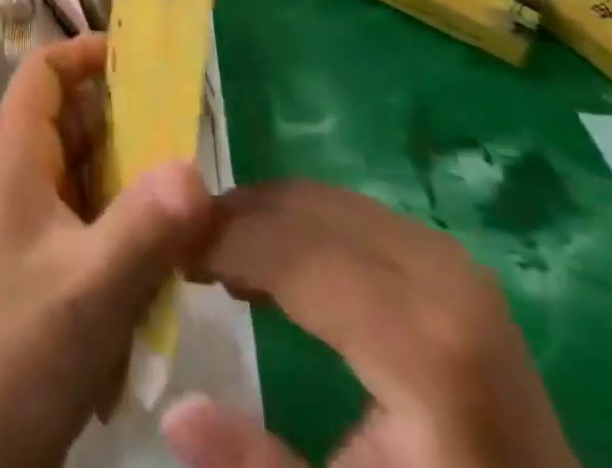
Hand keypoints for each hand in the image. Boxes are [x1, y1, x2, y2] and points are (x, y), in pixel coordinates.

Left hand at [0, 34, 211, 467]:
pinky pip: (89, 229)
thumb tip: (197, 167)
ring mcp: (27, 230)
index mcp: (15, 162)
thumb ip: (144, 227)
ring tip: (185, 209)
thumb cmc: (10, 359)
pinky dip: (123, 237)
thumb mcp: (86, 292)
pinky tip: (157, 275)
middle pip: (75, 123)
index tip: (146, 61)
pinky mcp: (40, 272)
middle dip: (130, 127)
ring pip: (88, 179)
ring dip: (132, 190)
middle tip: (190, 140)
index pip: (44, 73)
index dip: (87, 52)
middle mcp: (19, 183)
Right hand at [163, 181, 578, 467]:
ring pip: (323, 200)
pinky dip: (298, 225)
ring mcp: (448, 257)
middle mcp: (438, 273)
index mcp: (421, 340)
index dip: (219, 242)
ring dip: (261, 219)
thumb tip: (175, 411)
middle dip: (232, 220)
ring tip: (214, 259)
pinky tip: (271, 266)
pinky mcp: (448, 258)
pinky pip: (351, 213)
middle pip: (303, 209)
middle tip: (177, 252)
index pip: (290, 250)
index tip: (163, 255)